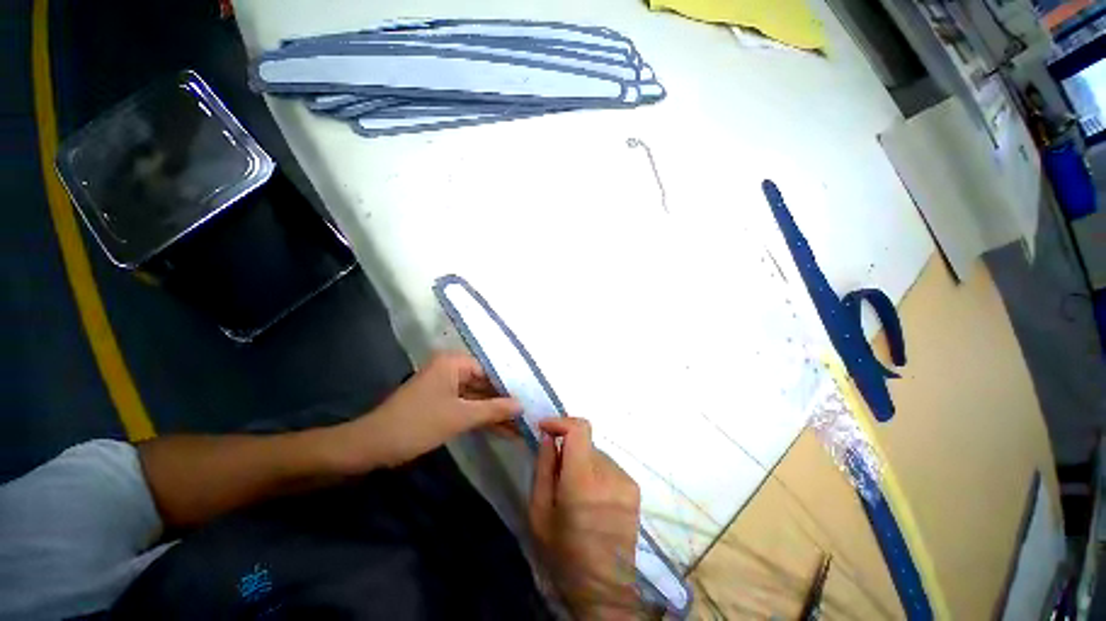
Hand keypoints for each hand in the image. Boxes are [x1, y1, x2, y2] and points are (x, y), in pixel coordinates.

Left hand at [341, 353, 519, 469]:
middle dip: (503, 402)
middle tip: (528, 414)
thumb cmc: (418, 424)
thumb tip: (522, 405)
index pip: (490, 370)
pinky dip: (481, 418)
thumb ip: (493, 409)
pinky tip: (501, 429)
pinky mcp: (441, 402)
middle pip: (485, 384)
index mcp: (453, 362)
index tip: (529, 398)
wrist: (372, 446)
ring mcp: (446, 386)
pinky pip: (467, 406)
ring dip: (494, 413)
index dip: (510, 386)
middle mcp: (451, 369)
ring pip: (477, 397)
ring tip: (519, 426)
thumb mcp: (460, 416)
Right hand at [529, 418, 641, 619]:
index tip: (545, 428)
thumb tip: (548, 435)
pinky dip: (594, 472)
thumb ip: (544, 467)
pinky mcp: (634, 489)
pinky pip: (607, 466)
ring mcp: (626, 481)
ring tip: (574, 491)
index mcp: (583, 483)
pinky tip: (591, 498)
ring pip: (596, 453)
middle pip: (585, 442)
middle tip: (557, 472)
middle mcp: (610, 475)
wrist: (604, 590)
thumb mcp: (539, 511)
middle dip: (568, 449)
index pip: (580, 429)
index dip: (561, 422)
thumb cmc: (563, 554)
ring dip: (581, 461)